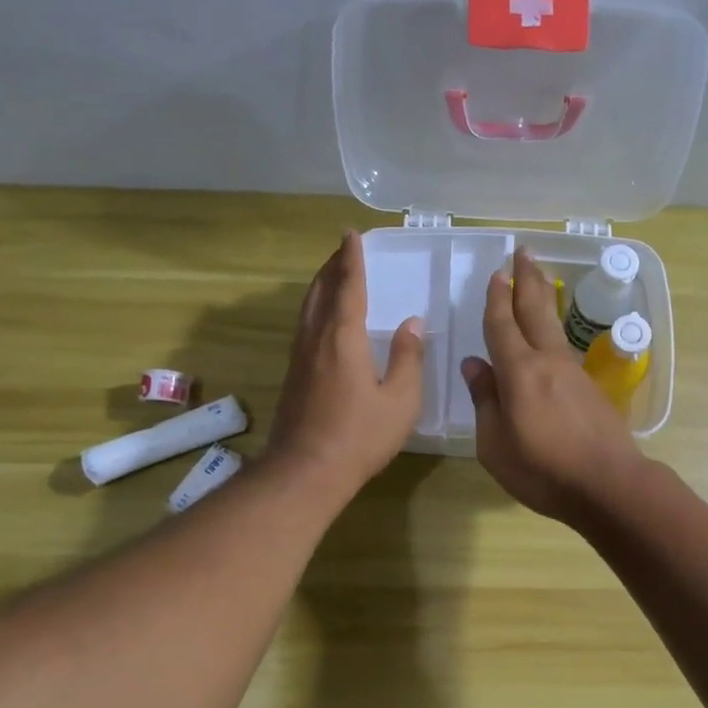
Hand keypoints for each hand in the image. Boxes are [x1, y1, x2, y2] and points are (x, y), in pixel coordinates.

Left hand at [268, 232, 424, 498]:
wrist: (306, 472)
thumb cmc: (360, 436)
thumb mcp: (400, 400)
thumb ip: (408, 358)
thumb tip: (413, 323)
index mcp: (343, 338)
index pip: (348, 287)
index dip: (351, 260)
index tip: (351, 235)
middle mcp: (315, 339)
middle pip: (320, 291)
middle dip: (332, 267)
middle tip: (344, 250)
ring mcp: (300, 358)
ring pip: (308, 309)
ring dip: (321, 286)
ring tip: (333, 276)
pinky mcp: (294, 376)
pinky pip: (304, 327)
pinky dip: (315, 309)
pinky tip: (323, 320)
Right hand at [460, 248, 646, 522]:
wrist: (610, 485)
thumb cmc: (544, 470)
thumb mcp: (496, 445)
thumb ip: (485, 401)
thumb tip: (474, 365)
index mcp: (519, 372)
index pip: (503, 326)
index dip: (497, 299)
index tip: (496, 274)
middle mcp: (548, 361)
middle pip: (536, 311)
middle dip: (527, 280)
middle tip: (524, 252)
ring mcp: (573, 372)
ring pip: (554, 325)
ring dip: (544, 298)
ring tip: (539, 278)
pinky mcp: (590, 387)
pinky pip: (564, 346)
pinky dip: (554, 328)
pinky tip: (551, 333)